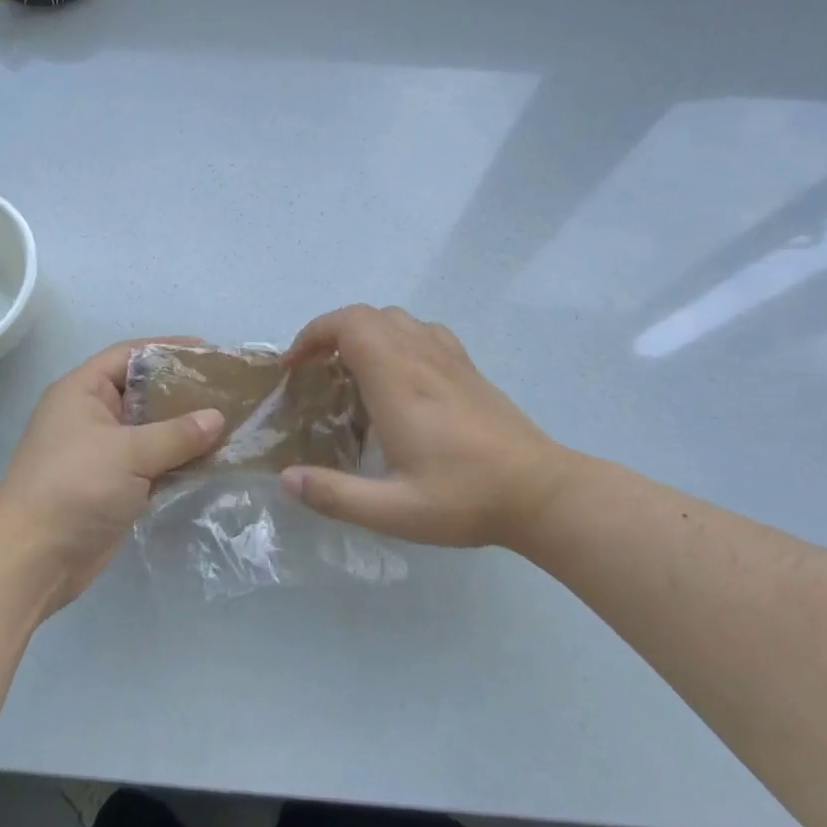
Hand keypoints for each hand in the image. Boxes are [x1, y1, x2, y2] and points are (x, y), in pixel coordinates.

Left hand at [0, 339, 223, 616]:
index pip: (129, 355)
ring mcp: (103, 453)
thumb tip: (218, 418)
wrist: (34, 560)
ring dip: (185, 430)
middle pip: (144, 392)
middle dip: (184, 392)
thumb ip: (176, 434)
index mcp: (83, 392)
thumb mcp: (128, 453)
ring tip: (231, 423)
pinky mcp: (114, 485)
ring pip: (151, 431)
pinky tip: (214, 460)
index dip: (168, 349)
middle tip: (228, 390)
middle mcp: (92, 416)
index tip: (209, 352)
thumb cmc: (74, 487)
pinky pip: (152, 463)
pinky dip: (178, 461)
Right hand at [281, 305, 568, 549]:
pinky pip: (424, 331)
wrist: (541, 493)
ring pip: (397, 318)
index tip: (296, 365)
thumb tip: (285, 479)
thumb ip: (335, 496)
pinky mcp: (469, 368)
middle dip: (331, 332)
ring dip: (364, 332)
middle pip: (368, 315)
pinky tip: (398, 375)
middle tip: (314, 371)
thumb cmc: (465, 498)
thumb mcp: (393, 511)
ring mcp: (449, 359)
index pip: (350, 325)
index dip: (314, 333)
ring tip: (350, 371)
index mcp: (398, 382)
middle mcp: (421, 358)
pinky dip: (397, 337)